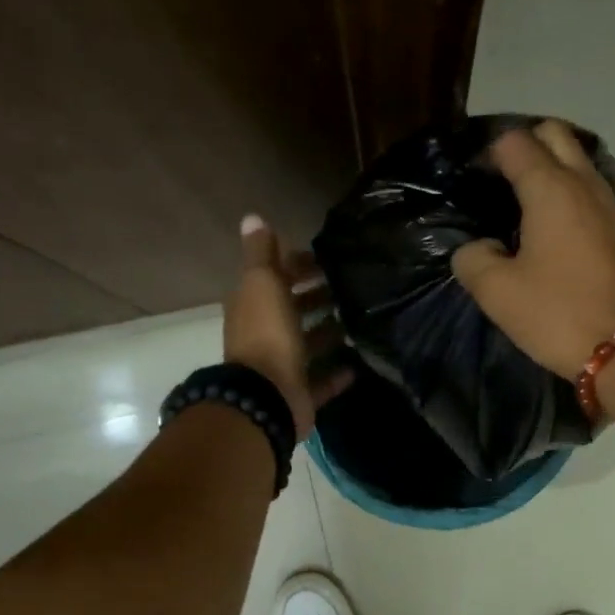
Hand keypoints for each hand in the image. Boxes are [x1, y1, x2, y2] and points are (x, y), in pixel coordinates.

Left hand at [224, 215, 352, 439]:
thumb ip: (261, 252)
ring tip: (361, 320)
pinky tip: (358, 364)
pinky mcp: (300, 394)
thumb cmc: (267, 333)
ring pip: (308, 345)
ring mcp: (283, 366)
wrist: (267, 397)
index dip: (298, 264)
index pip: (276, 277)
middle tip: (351, 286)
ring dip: (329, 333)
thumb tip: (253, 217)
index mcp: (254, 306)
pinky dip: (337, 374)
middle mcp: (266, 334)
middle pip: (293, 310)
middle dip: (317, 297)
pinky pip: (321, 381)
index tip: (328, 258)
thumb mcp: (262, 283)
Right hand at [450, 121, 614, 375]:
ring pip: (579, 163)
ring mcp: (612, 205)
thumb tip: (477, 247)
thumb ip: (473, 260)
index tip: (474, 180)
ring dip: (552, 170)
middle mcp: (585, 184)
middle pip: (555, 136)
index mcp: (550, 189)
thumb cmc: (558, 314)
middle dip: (526, 146)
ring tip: (524, 207)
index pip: (516, 142)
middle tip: (501, 182)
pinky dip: (571, 196)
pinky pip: (592, 193)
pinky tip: (554, 231)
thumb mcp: (498, 293)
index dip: (490, 153)